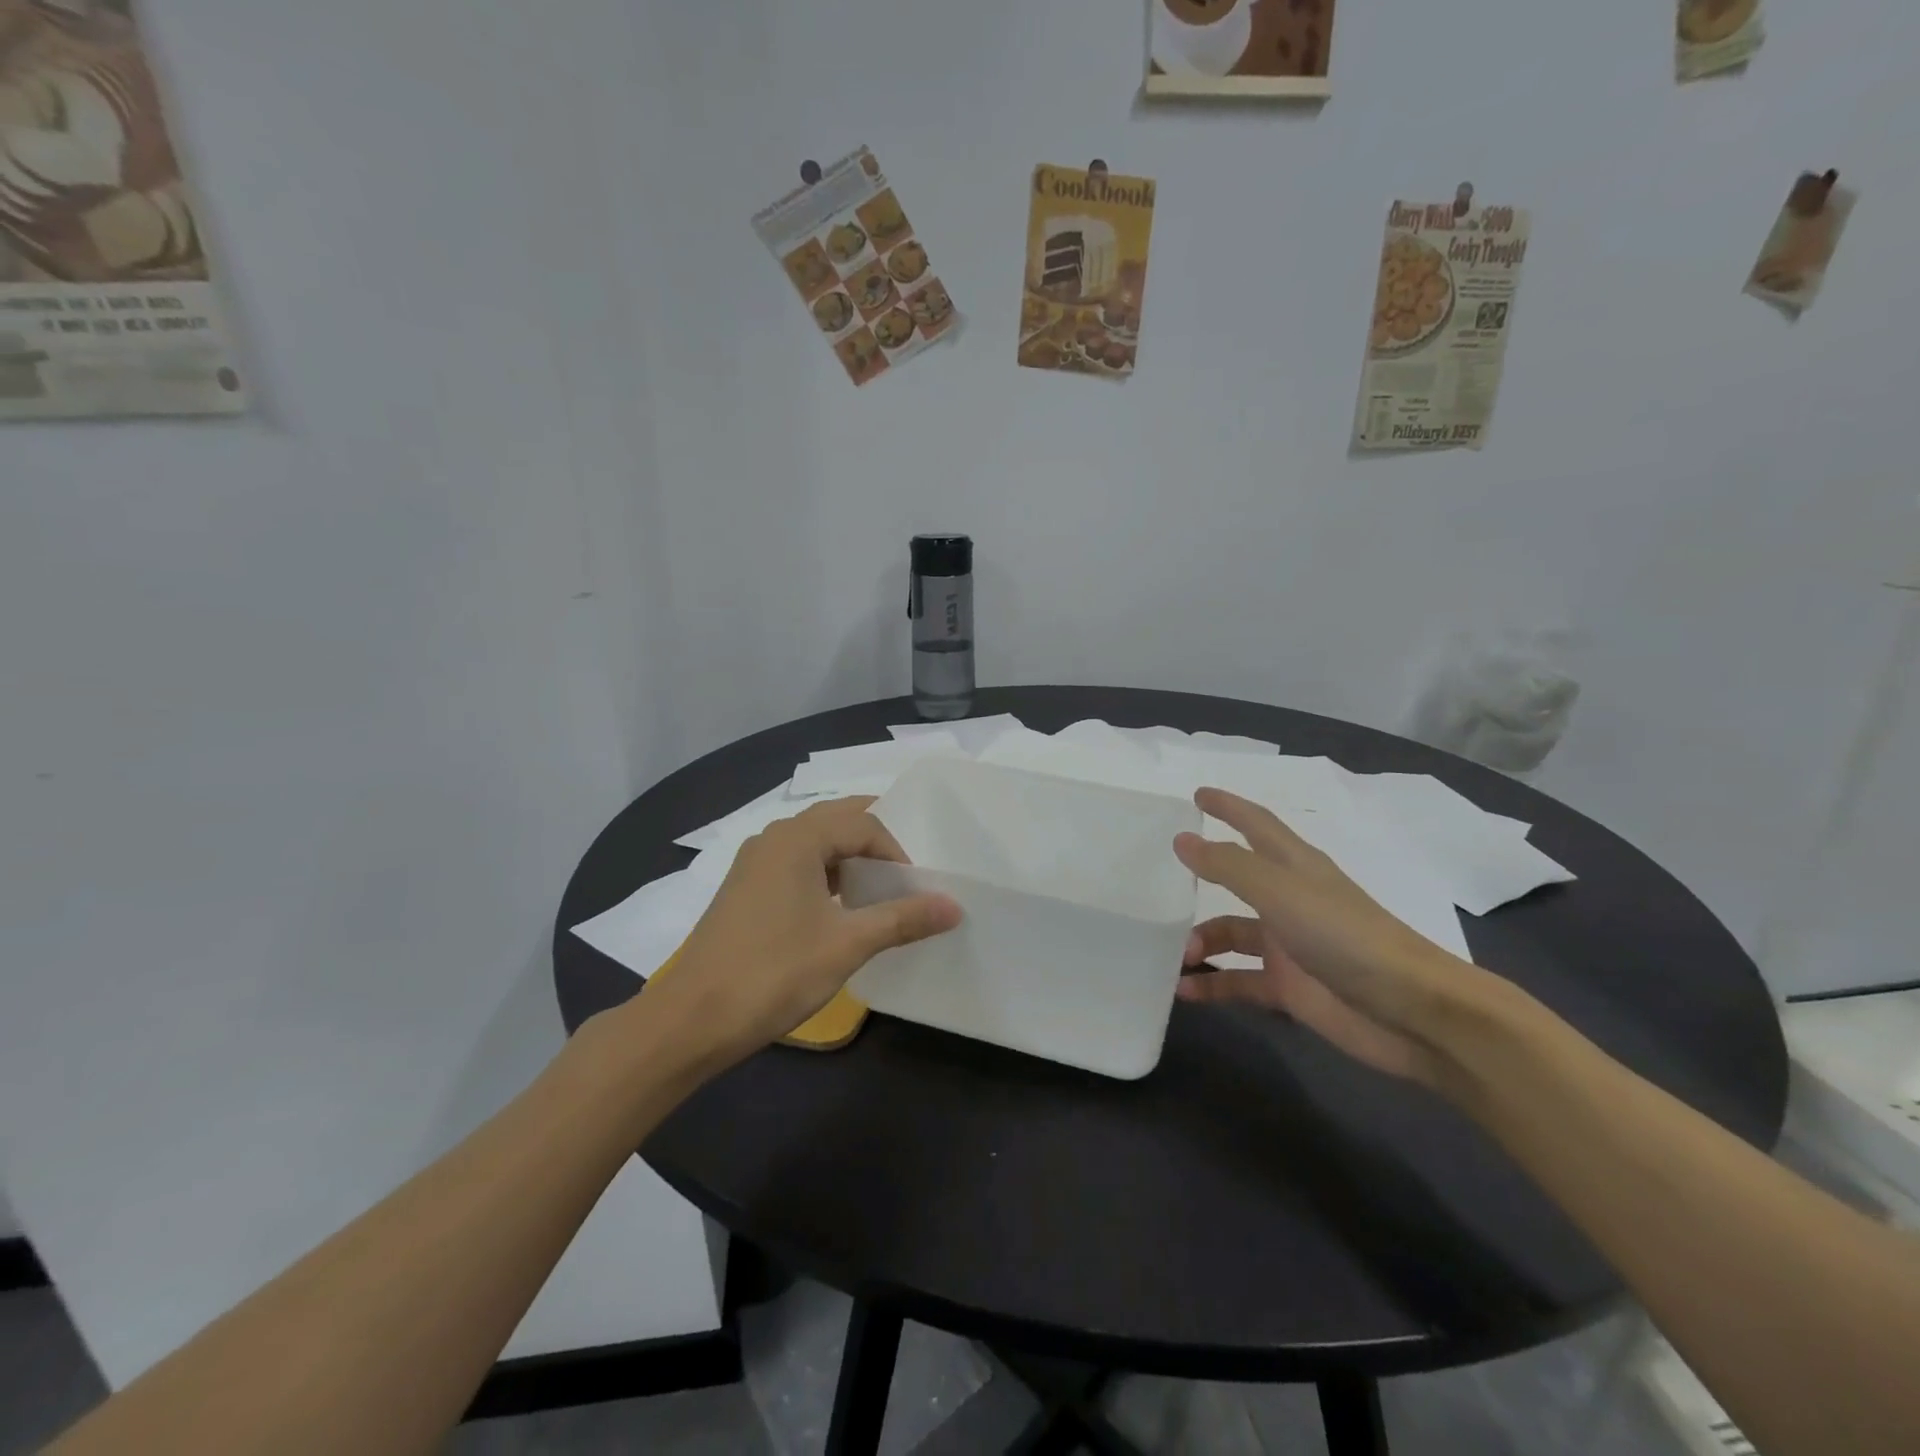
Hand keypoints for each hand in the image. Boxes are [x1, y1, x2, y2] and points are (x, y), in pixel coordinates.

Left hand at [645, 798, 960, 1070]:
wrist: (691, 1019)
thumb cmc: (774, 972)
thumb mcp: (847, 945)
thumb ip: (902, 919)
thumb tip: (954, 906)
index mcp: (797, 838)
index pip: (863, 823)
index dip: (896, 852)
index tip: (913, 891)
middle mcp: (773, 838)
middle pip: (837, 821)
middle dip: (875, 842)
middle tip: (905, 874)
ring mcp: (754, 862)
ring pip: (815, 842)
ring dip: (849, 858)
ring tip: (876, 892)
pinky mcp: (744, 888)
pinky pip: (796, 863)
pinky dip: (825, 874)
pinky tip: (837, 910)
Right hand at [1173, 788, 1478, 1085]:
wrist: (1411, 1012)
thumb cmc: (1344, 936)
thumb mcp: (1280, 892)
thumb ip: (1228, 865)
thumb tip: (1182, 839)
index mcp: (1294, 867)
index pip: (1255, 825)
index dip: (1228, 807)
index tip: (1196, 795)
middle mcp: (1289, 901)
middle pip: (1237, 881)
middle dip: (1202, 880)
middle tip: (1160, 884)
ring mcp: (1289, 946)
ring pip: (1231, 934)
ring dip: (1201, 942)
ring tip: (1178, 955)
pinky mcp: (1290, 988)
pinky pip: (1238, 980)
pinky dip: (1211, 985)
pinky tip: (1184, 991)